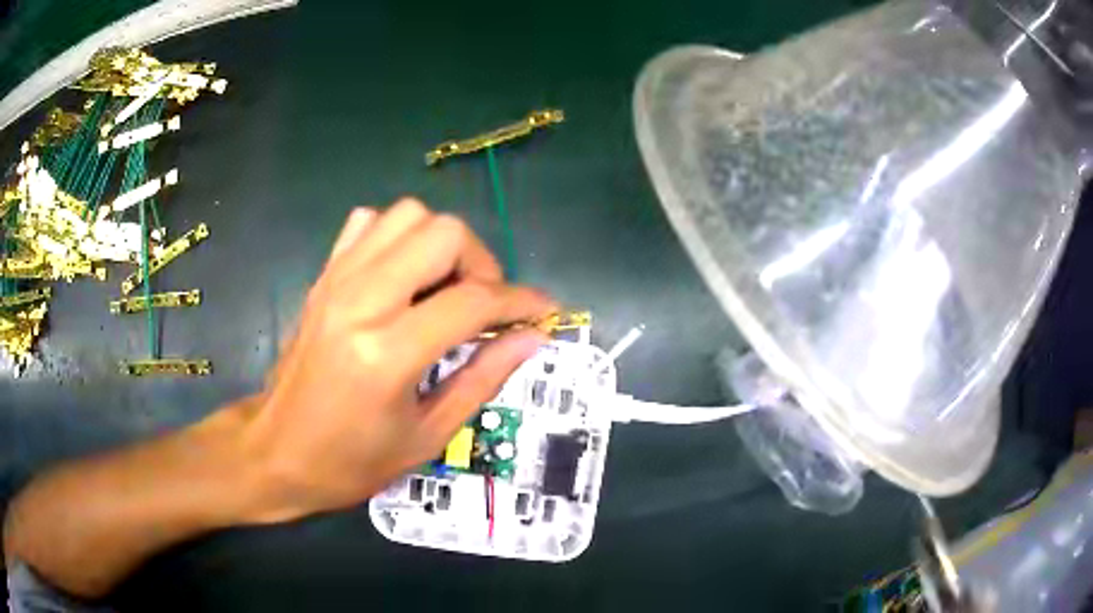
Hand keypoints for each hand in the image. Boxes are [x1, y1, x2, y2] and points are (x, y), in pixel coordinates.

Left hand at [242, 199, 553, 522]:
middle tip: (483, 306)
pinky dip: (397, 237)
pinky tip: (402, 277)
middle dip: (480, 263)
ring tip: (444, 289)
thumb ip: (484, 379)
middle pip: (443, 233)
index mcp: (388, 353)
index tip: (545, 311)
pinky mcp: (323, 276)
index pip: (474, 301)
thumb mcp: (427, 436)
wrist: (276, 451)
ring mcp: (336, 280)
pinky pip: (368, 223)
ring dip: (440, 244)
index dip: (522, 301)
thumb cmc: (352, 462)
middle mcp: (361, 300)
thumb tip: (533, 338)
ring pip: (407, 214)